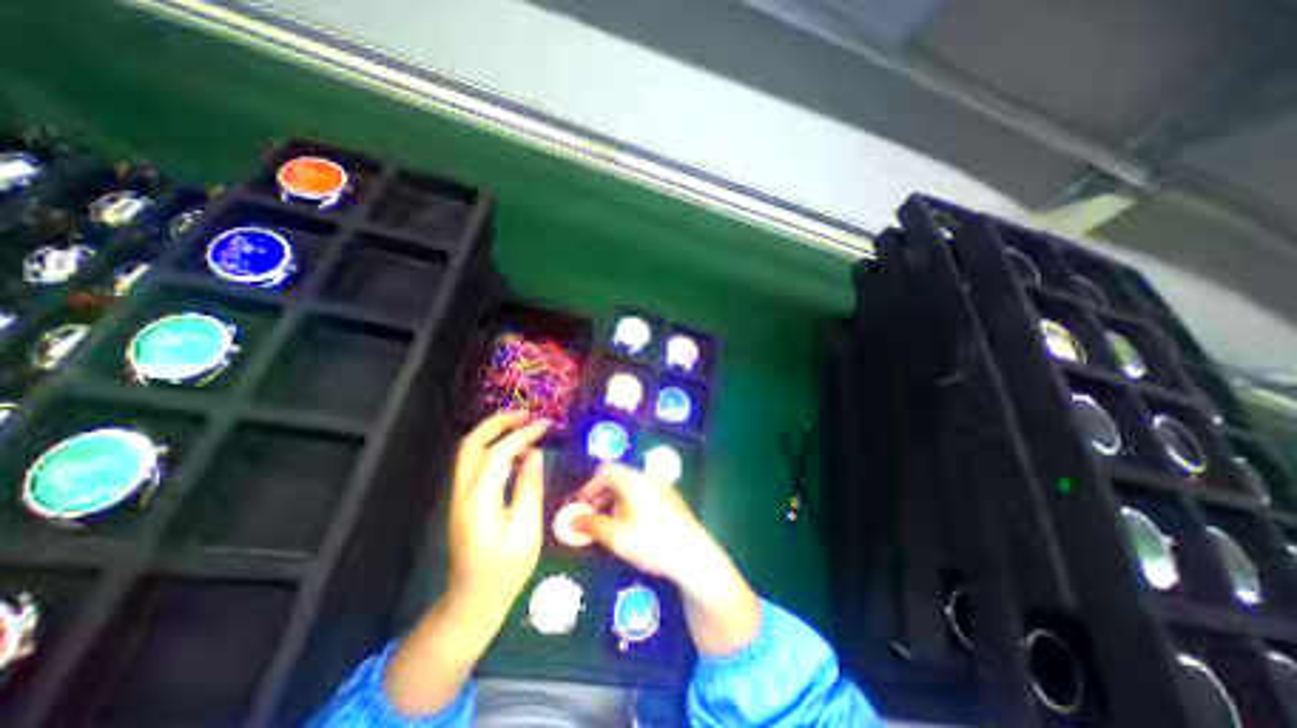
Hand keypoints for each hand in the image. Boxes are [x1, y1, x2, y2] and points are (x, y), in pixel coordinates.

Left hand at [384, 412, 545, 714]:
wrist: (472, 602)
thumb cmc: (505, 573)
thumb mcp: (527, 533)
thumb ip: (530, 489)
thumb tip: (535, 454)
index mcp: (479, 503)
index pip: (497, 454)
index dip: (522, 434)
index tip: (545, 425)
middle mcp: (462, 493)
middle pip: (472, 443)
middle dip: (499, 422)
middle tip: (528, 415)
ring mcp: (459, 496)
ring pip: (471, 450)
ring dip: (496, 432)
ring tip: (526, 427)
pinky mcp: (465, 499)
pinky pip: (476, 463)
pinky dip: (495, 448)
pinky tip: (518, 452)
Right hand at [575, 468, 719, 586]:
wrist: (694, 555)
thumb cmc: (653, 543)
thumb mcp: (618, 537)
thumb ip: (593, 526)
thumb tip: (573, 522)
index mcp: (635, 480)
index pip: (606, 471)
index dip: (589, 486)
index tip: (579, 505)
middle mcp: (648, 477)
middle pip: (619, 476)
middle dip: (601, 493)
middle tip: (591, 514)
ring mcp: (662, 486)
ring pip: (631, 485)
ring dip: (615, 498)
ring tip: (608, 521)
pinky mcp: (671, 497)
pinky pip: (643, 491)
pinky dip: (630, 501)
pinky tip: (630, 523)